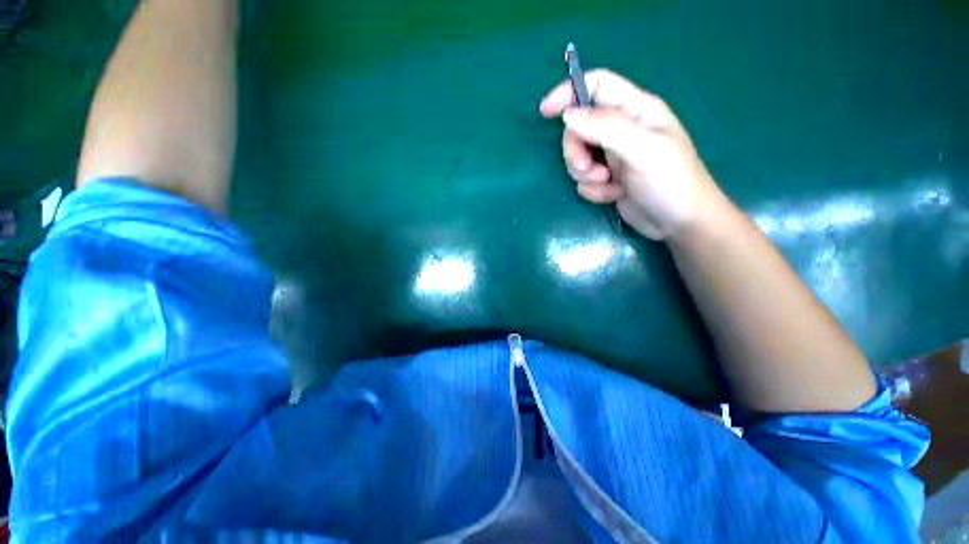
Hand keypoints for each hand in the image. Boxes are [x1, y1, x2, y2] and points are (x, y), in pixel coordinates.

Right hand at [539, 69, 721, 240]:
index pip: (597, 86)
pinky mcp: (607, 179)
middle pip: (579, 128)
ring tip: (607, 184)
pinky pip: (585, 180)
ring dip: (586, 174)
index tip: (546, 112)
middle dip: (576, 151)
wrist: (678, 223)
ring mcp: (613, 156)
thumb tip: (569, 115)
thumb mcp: (643, 150)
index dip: (569, 92)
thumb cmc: (671, 181)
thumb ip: (607, 128)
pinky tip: (614, 194)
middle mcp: (621, 130)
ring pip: (578, 157)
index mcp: (635, 110)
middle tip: (587, 169)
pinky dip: (594, 190)